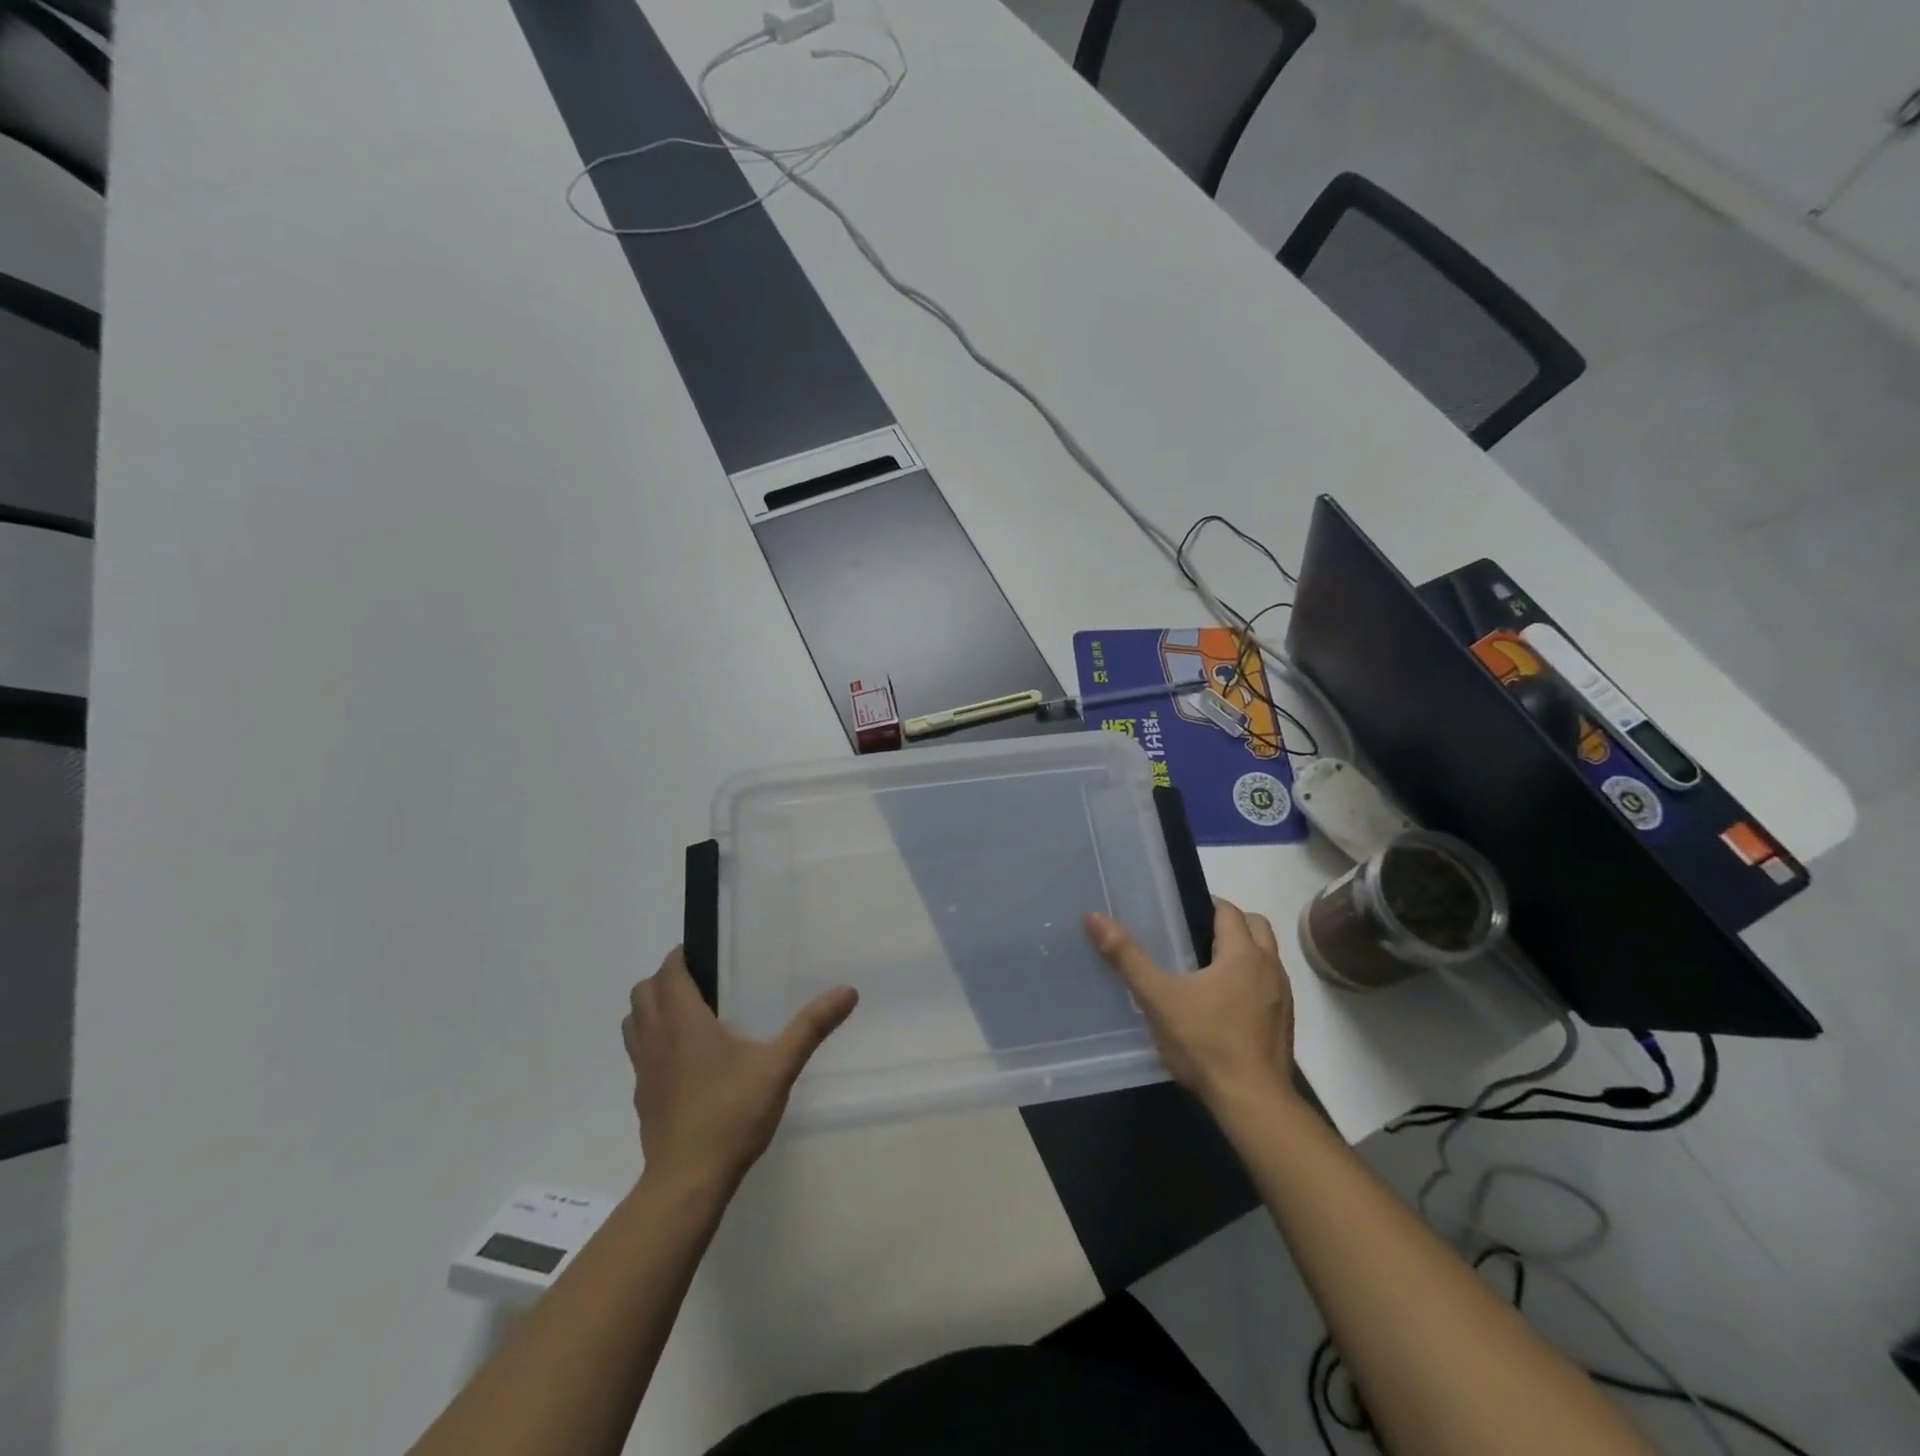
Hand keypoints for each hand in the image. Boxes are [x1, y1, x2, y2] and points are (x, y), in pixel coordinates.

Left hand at [622, 949, 857, 1192]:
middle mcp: (656, 1039)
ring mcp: (644, 1071)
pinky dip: (653, 1044)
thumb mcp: (779, 1066)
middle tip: (702, 983)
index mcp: (684, 1022)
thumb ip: (811, 1027)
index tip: (705, 954)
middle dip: (665, 980)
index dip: (681, 957)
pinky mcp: (642, 1098)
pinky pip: (639, 1056)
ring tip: (689, 1016)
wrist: (687, 1182)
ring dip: (652, 1010)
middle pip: (643, 993)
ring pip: (634, 1024)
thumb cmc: (731, 1114)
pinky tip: (685, 1062)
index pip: (669, 973)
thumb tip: (848, 990)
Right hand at [1085, 898, 1294, 1109]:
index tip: (1178, 913)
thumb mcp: (1158, 998)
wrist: (1253, 1104)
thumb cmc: (1206, 1042)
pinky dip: (1249, 983)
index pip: (1228, 911)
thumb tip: (1093, 917)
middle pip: (1256, 927)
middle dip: (1228, 925)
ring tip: (1205, 970)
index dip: (1205, 905)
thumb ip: (1127, 957)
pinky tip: (1222, 1006)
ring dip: (1242, 954)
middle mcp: (1270, 968)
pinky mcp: (1283, 1025)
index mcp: (1244, 954)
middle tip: (1193, 937)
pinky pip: (1267, 987)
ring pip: (1265, 958)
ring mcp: (1282, 998)